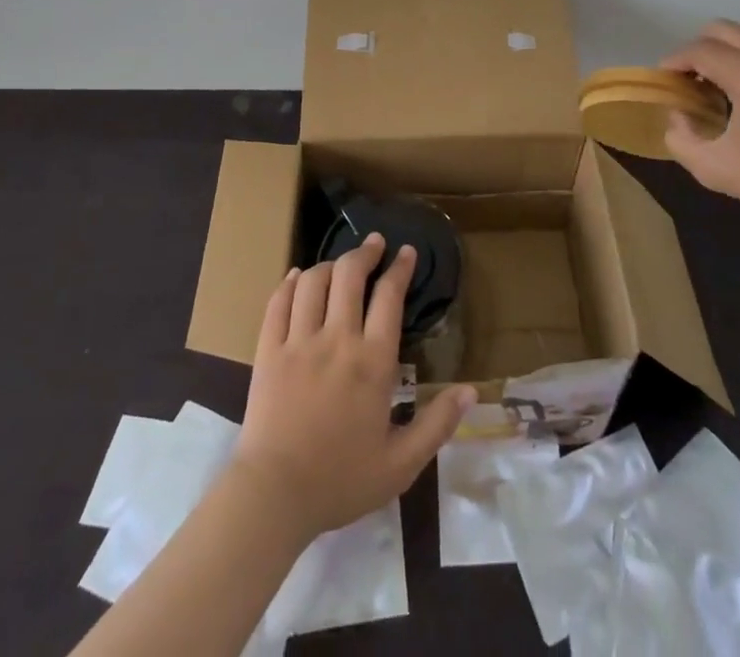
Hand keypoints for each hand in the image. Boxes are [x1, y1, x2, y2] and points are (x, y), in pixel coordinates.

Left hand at [232, 233, 475, 538]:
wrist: (274, 497)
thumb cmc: (341, 481)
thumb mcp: (401, 464)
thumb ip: (437, 424)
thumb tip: (471, 390)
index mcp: (373, 362)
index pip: (390, 297)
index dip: (400, 269)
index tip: (406, 252)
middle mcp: (337, 339)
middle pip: (350, 275)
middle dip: (365, 252)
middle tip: (374, 242)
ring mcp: (299, 342)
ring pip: (314, 281)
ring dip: (330, 264)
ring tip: (340, 264)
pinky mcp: (268, 351)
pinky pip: (279, 303)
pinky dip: (290, 283)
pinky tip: (298, 277)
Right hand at [660, 19, 739, 224]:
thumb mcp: (713, 168)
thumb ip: (680, 138)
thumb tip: (680, 114)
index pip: (699, 50)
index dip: (673, 62)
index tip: (663, 82)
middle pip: (722, 30)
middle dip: (697, 49)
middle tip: (688, 80)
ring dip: (722, 57)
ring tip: (714, 92)